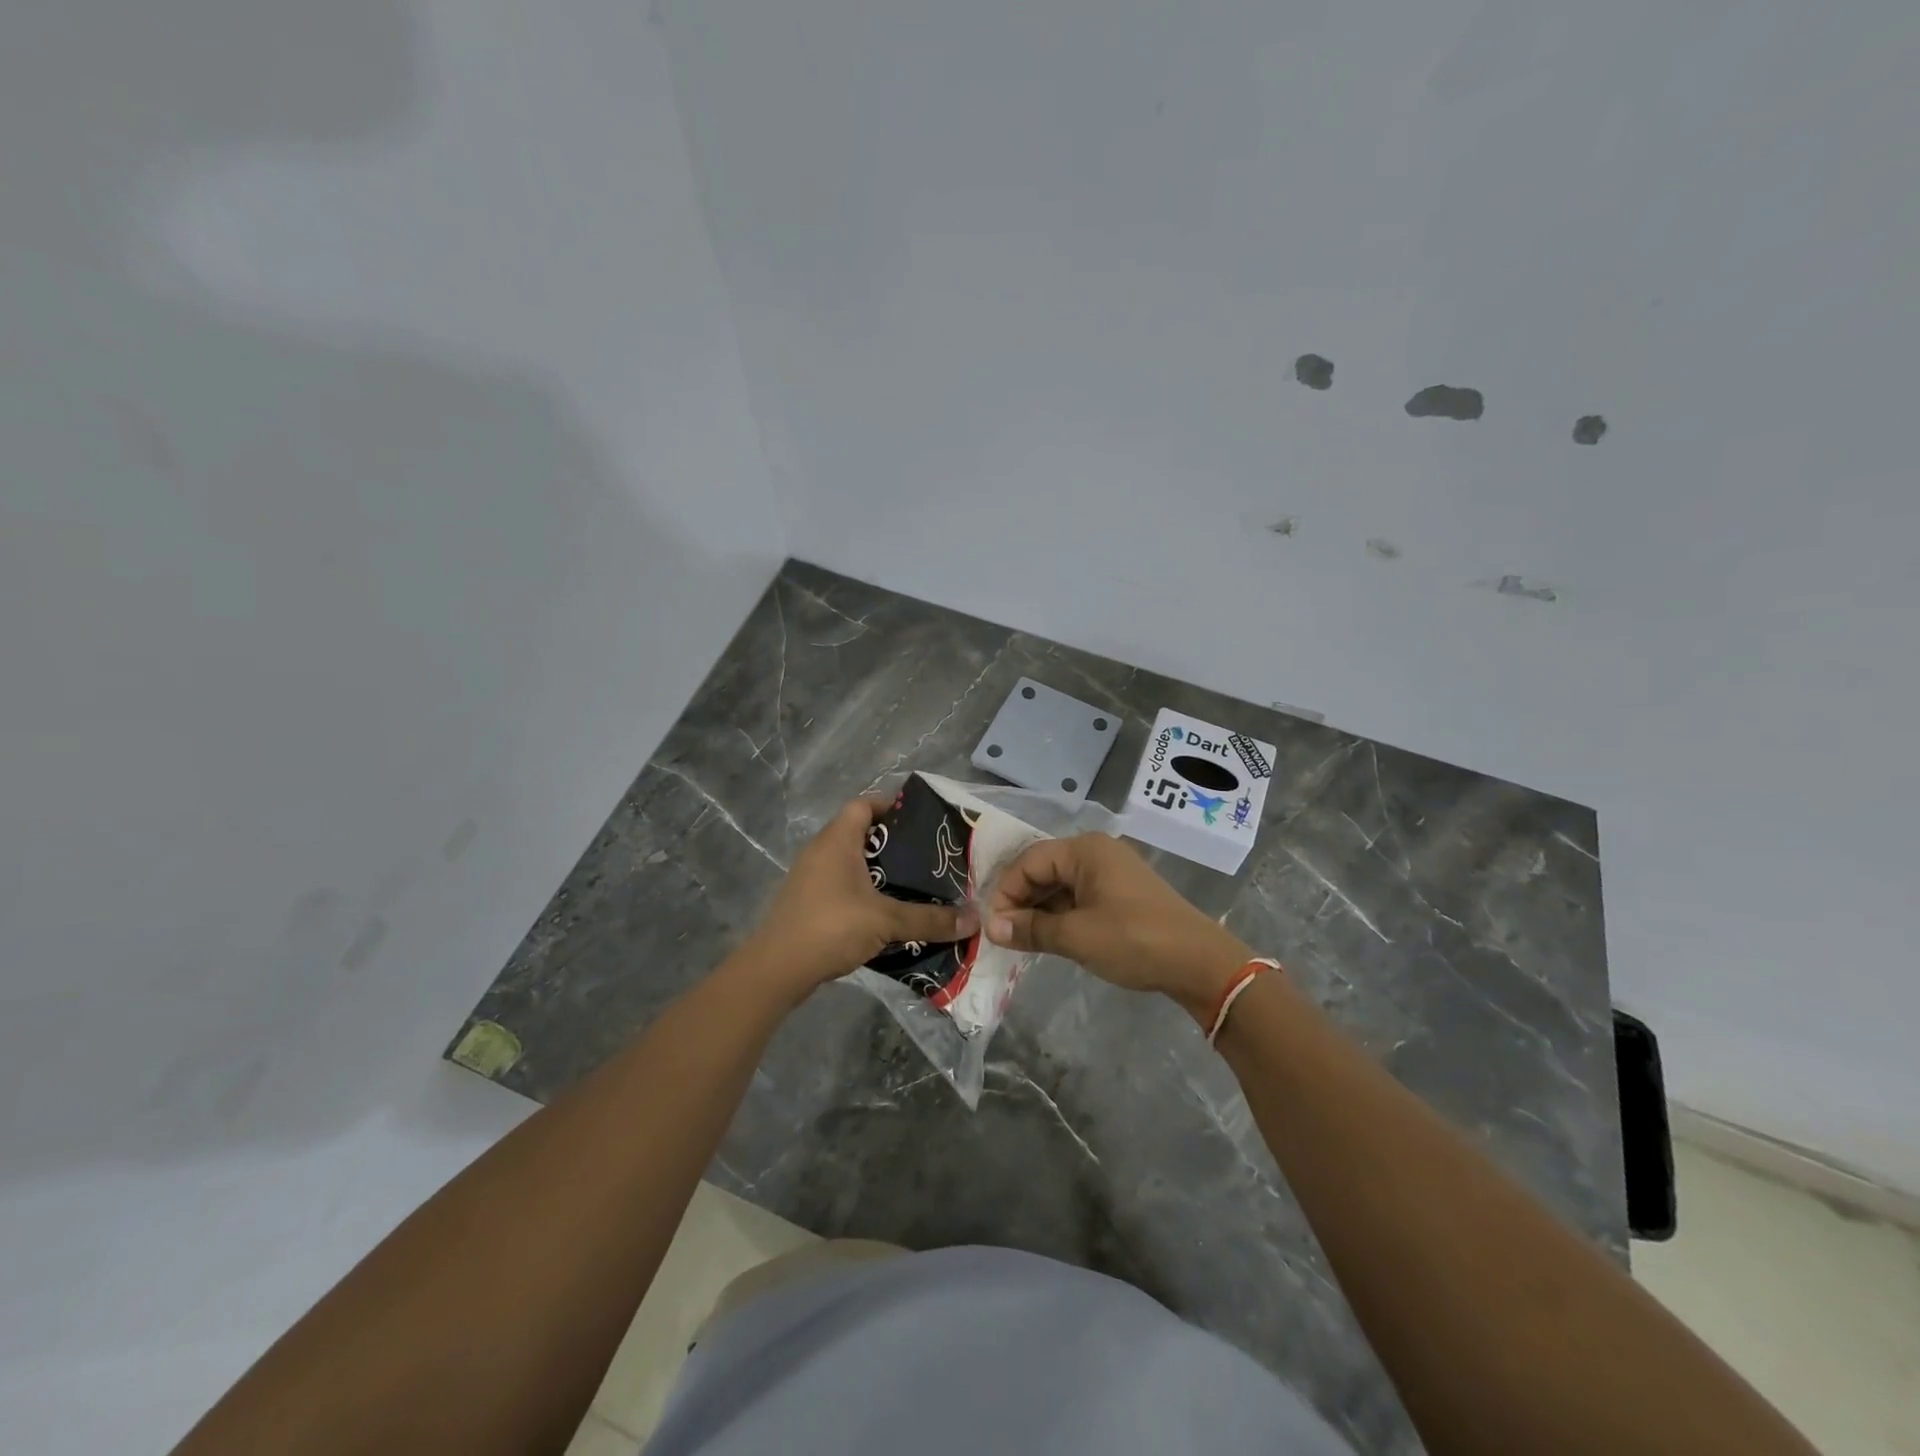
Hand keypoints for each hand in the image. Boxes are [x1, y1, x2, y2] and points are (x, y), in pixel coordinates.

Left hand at [742, 798, 977, 997]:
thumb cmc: (830, 927)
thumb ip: (930, 919)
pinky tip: (887, 912)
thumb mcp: (886, 920)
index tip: (922, 820)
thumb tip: (974, 919)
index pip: (864, 804)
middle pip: (861, 833)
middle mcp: (821, 851)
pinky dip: (865, 891)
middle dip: (894, 843)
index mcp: (837, 840)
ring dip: (880, 871)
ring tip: (915, 884)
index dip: (891, 805)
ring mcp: (810, 877)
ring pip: (851, 862)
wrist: (776, 970)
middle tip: (928, 856)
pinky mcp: (807, 902)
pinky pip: (842, 885)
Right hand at [984, 833, 1253, 1022]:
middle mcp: (1096, 852)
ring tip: (1022, 940)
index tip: (992, 925)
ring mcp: (1110, 872)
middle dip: (1021, 900)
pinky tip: (1050, 938)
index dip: (1006, 891)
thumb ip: (1030, 929)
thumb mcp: (1077, 936)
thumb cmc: (1134, 939)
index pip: (1029, 861)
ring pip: (1060, 885)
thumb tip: (991, 927)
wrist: (1199, 962)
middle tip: (1004, 934)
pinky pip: (1078, 897)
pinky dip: (1061, 915)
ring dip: (1039, 910)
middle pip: (1044, 869)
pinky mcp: (1120, 893)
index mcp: (1084, 850)